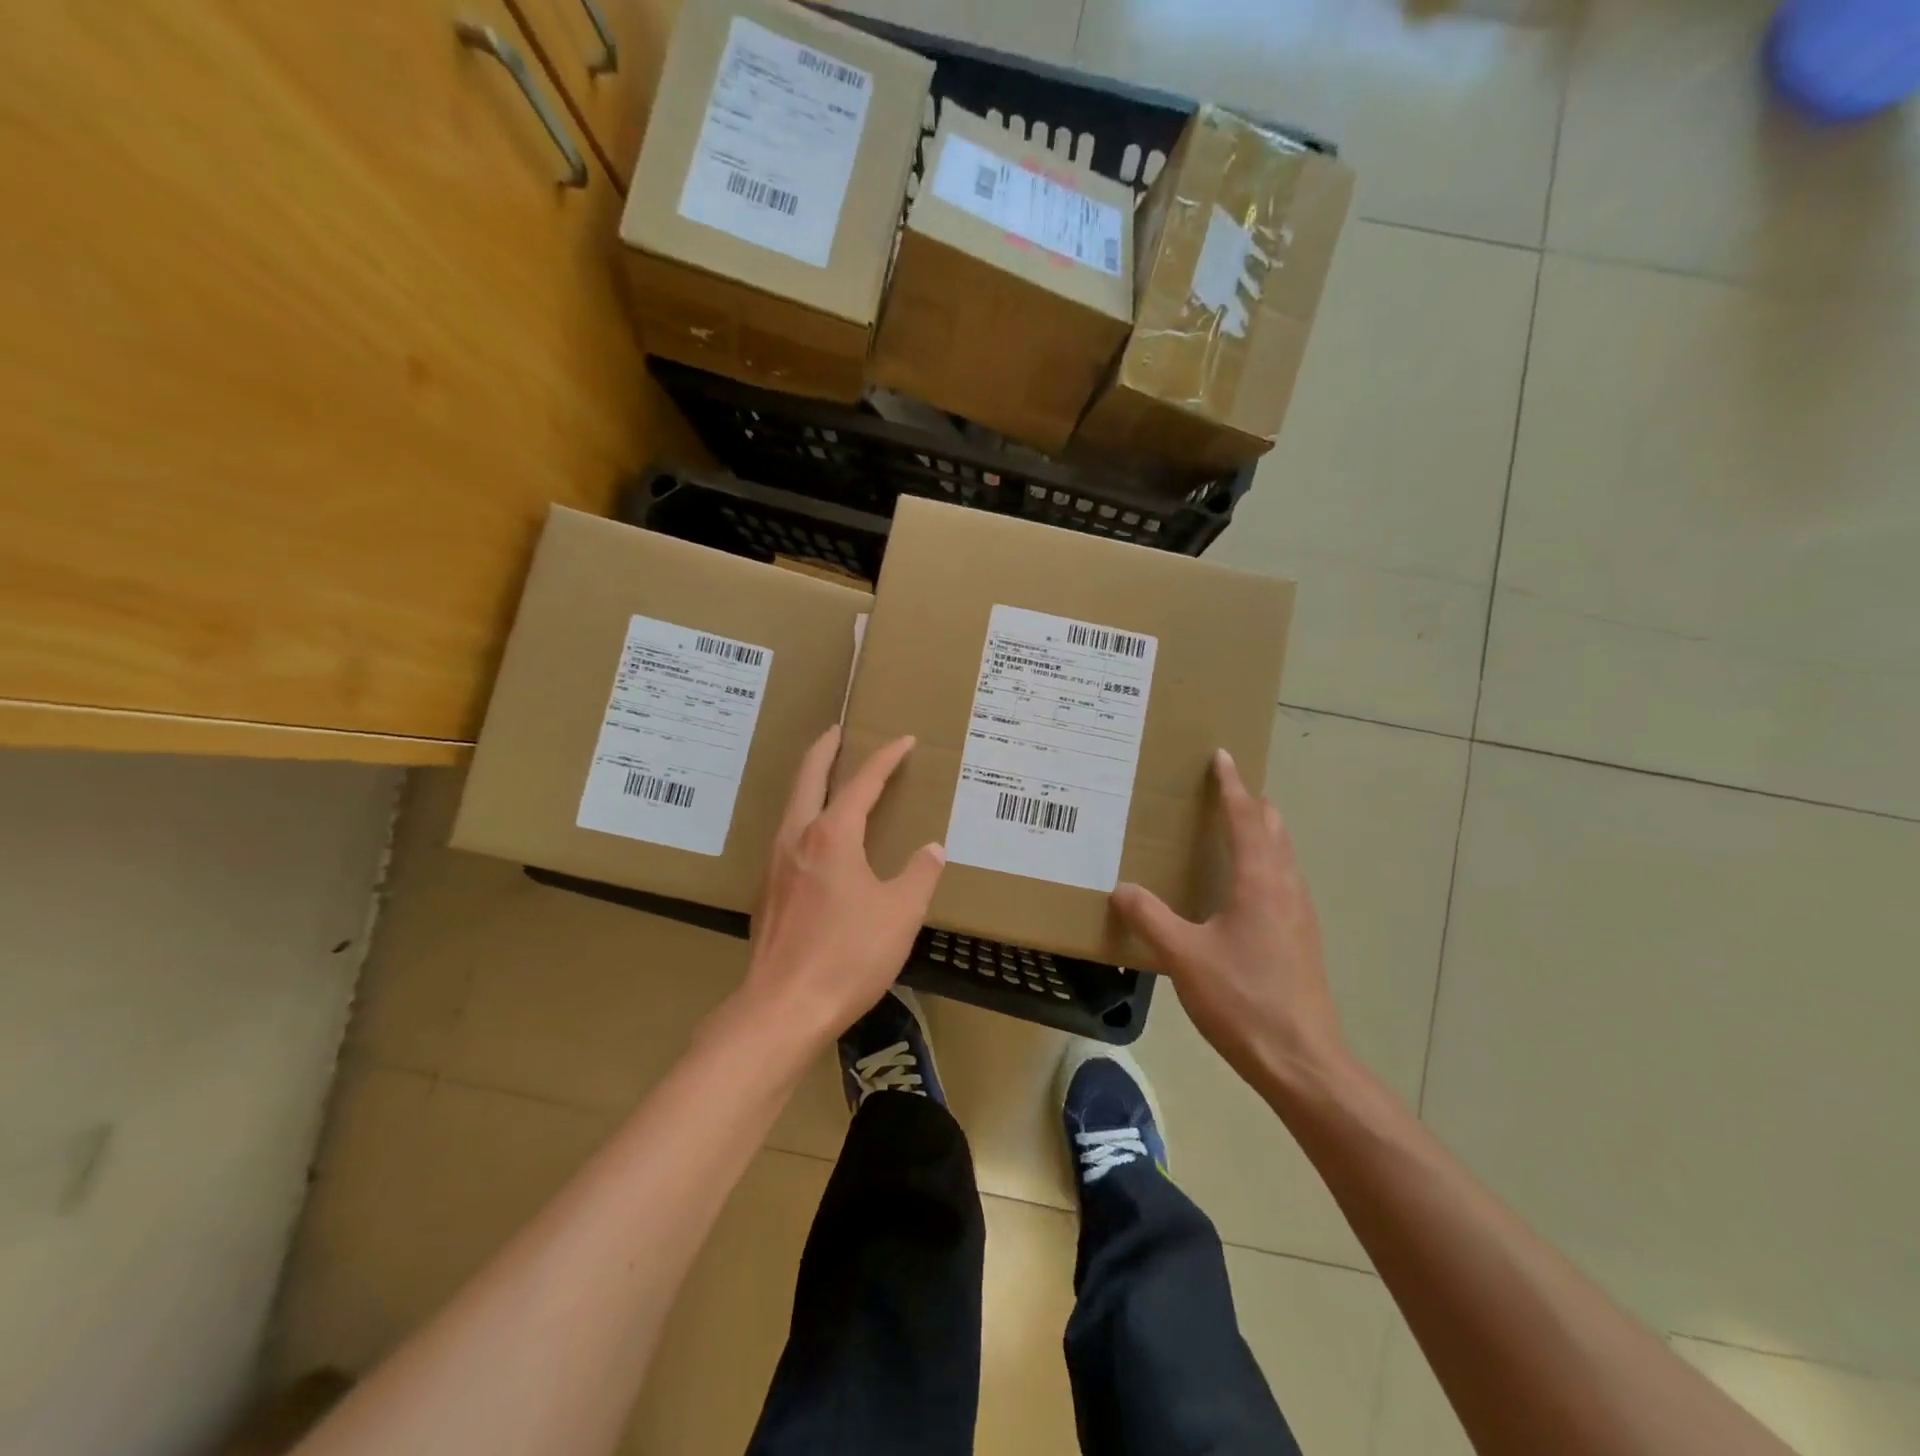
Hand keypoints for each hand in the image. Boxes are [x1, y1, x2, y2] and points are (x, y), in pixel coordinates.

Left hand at [738, 726, 944, 1046]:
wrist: (783, 1008)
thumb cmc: (848, 956)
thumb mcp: (901, 913)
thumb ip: (919, 874)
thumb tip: (932, 849)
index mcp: (832, 835)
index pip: (863, 782)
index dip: (886, 758)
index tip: (904, 741)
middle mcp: (797, 837)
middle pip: (808, 777)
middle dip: (825, 749)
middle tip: (838, 731)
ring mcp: (775, 863)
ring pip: (792, 805)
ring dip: (810, 782)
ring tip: (829, 778)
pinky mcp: (767, 890)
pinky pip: (787, 834)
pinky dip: (803, 815)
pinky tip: (816, 839)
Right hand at [1112, 749, 1345, 1091]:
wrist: (1302, 1060)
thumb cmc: (1243, 1000)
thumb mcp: (1184, 957)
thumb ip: (1150, 918)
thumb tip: (1121, 889)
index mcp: (1260, 882)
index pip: (1246, 818)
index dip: (1232, 786)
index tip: (1223, 757)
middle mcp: (1286, 889)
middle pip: (1274, 830)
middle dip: (1251, 804)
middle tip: (1222, 791)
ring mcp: (1300, 915)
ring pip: (1282, 857)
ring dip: (1261, 834)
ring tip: (1231, 831)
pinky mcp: (1302, 940)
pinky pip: (1283, 882)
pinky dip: (1264, 864)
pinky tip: (1241, 890)